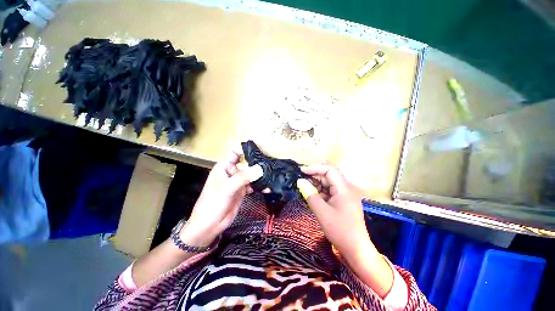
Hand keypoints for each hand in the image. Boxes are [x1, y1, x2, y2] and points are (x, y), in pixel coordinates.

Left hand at [180, 148, 262, 246]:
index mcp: (224, 167)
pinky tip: (268, 188)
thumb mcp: (227, 188)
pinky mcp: (242, 191)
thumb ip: (243, 177)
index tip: (259, 150)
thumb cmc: (213, 203)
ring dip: (260, 176)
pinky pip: (253, 185)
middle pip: (246, 164)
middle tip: (271, 165)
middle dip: (257, 164)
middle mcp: (232, 172)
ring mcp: (238, 182)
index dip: (245, 150)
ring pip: (251, 175)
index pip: (235, 153)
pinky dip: (260, 186)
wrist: (209, 225)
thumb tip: (260, 168)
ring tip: (272, 175)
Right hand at [301, 165, 393, 296]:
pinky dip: (321, 193)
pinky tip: (313, 198)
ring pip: (329, 184)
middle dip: (314, 177)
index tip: (302, 171)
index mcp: (344, 188)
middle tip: (301, 181)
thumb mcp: (322, 212)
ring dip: (317, 185)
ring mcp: (345, 195)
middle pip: (329, 176)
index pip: (329, 170)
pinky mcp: (343, 202)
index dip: (315, 168)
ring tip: (305, 189)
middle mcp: (346, 188)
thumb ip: (310, 194)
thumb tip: (300, 181)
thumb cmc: (340, 230)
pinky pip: (330, 192)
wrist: (356, 250)